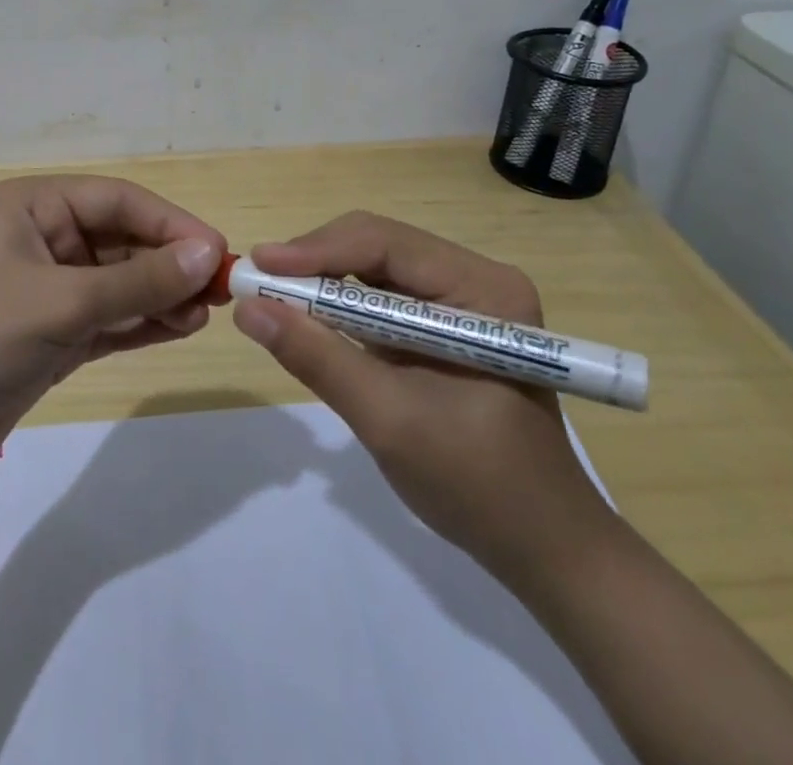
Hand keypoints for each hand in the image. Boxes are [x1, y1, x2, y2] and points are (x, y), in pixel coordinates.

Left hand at [0, 175, 223, 467]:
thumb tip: (210, 254)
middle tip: (220, 291)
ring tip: (202, 315)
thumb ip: (139, 280)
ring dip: (162, 295)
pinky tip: (181, 328)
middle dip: (170, 263)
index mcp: (35, 206)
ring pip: (122, 281)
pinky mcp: (57, 330)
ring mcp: (51, 286)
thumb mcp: (63, 302)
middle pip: (124, 240)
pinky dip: (144, 321)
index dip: (171, 222)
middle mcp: (45, 237)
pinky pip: (112, 316)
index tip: (217, 250)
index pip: (119, 201)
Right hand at [231, 211, 614, 587]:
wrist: (544, 549)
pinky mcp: (445, 323)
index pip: (386, 243)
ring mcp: (462, 299)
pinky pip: (381, 296)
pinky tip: (309, 318)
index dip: (317, 250)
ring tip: (272, 297)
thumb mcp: (389, 421)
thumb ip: (318, 358)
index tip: (258, 266)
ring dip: (323, 281)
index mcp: (483, 289)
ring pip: (374, 266)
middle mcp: (475, 277)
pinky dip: (341, 305)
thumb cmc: (478, 486)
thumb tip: (247, 308)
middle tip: (257, 283)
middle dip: (315, 262)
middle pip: (378, 245)